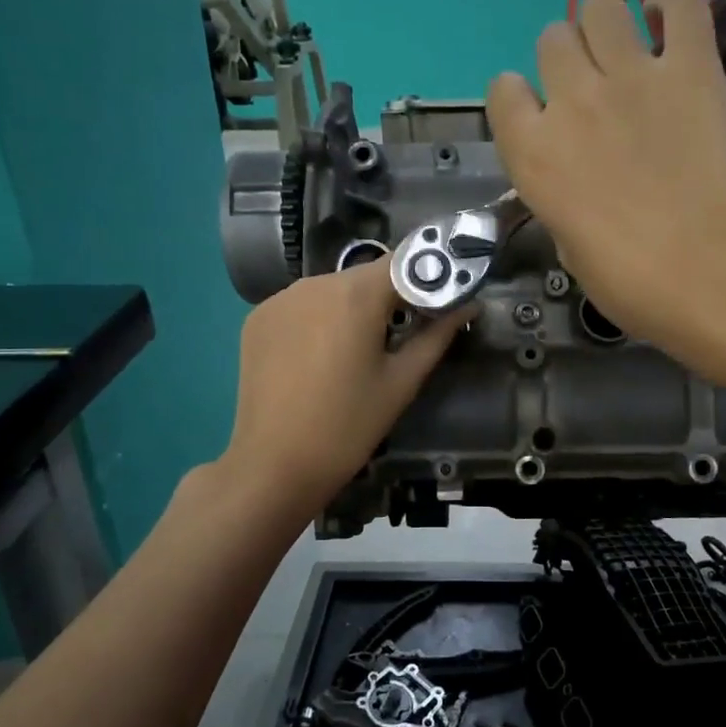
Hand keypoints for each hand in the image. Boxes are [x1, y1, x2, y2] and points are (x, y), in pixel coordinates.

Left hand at [218, 259, 470, 517]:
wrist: (274, 465)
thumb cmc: (349, 426)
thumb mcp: (402, 382)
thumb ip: (437, 336)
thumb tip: (468, 305)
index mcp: (355, 295)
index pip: (404, 261)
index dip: (428, 275)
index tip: (441, 301)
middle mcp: (314, 283)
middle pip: (365, 277)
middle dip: (389, 297)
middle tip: (403, 335)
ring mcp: (279, 299)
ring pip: (332, 290)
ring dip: (352, 309)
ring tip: (358, 352)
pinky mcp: (257, 319)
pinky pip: (301, 306)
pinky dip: (318, 320)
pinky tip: (320, 358)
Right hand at [486, 0, 725, 373]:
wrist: (710, 273)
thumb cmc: (632, 284)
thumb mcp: (571, 251)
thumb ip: (561, 202)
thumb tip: (576, 186)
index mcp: (532, 154)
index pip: (502, 91)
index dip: (521, 101)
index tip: (544, 119)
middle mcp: (571, 102)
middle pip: (552, 40)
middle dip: (568, 61)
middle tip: (596, 93)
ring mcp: (631, 77)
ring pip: (600, 7)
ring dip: (608, 27)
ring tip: (630, 56)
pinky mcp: (691, 67)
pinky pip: (679, 0)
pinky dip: (671, 5)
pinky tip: (670, 27)